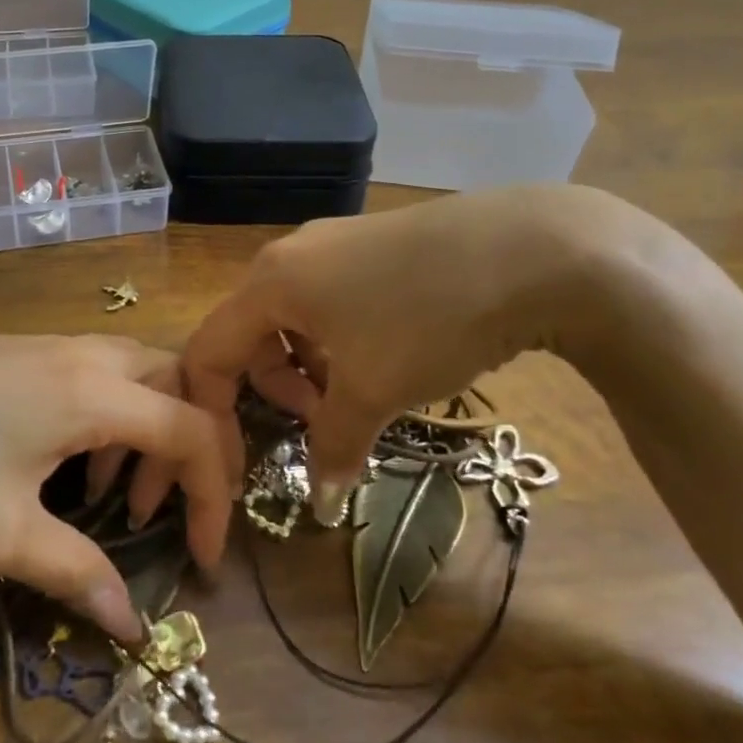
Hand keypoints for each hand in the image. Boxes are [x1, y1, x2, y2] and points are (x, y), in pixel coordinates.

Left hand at [0, 336, 231, 640]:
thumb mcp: (3, 536)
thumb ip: (78, 573)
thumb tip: (132, 626)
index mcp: (94, 391)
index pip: (192, 431)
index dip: (215, 495)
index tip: (205, 559)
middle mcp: (82, 354)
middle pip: (175, 380)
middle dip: (192, 443)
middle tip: (172, 507)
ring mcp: (45, 344)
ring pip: (132, 370)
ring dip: (145, 426)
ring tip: (114, 490)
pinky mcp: (14, 350)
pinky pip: (91, 371)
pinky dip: (106, 413)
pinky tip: (64, 460)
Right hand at [181, 187, 625, 520]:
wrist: (532, 249)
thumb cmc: (427, 319)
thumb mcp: (374, 389)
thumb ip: (334, 444)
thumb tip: (323, 501)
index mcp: (271, 281)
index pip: (210, 350)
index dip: (213, 410)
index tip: (242, 461)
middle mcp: (291, 254)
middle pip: (251, 332)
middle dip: (276, 389)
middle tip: (324, 422)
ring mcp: (335, 242)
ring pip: (295, 317)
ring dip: (312, 368)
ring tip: (364, 393)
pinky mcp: (374, 243)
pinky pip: (332, 299)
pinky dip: (341, 341)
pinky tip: (391, 356)